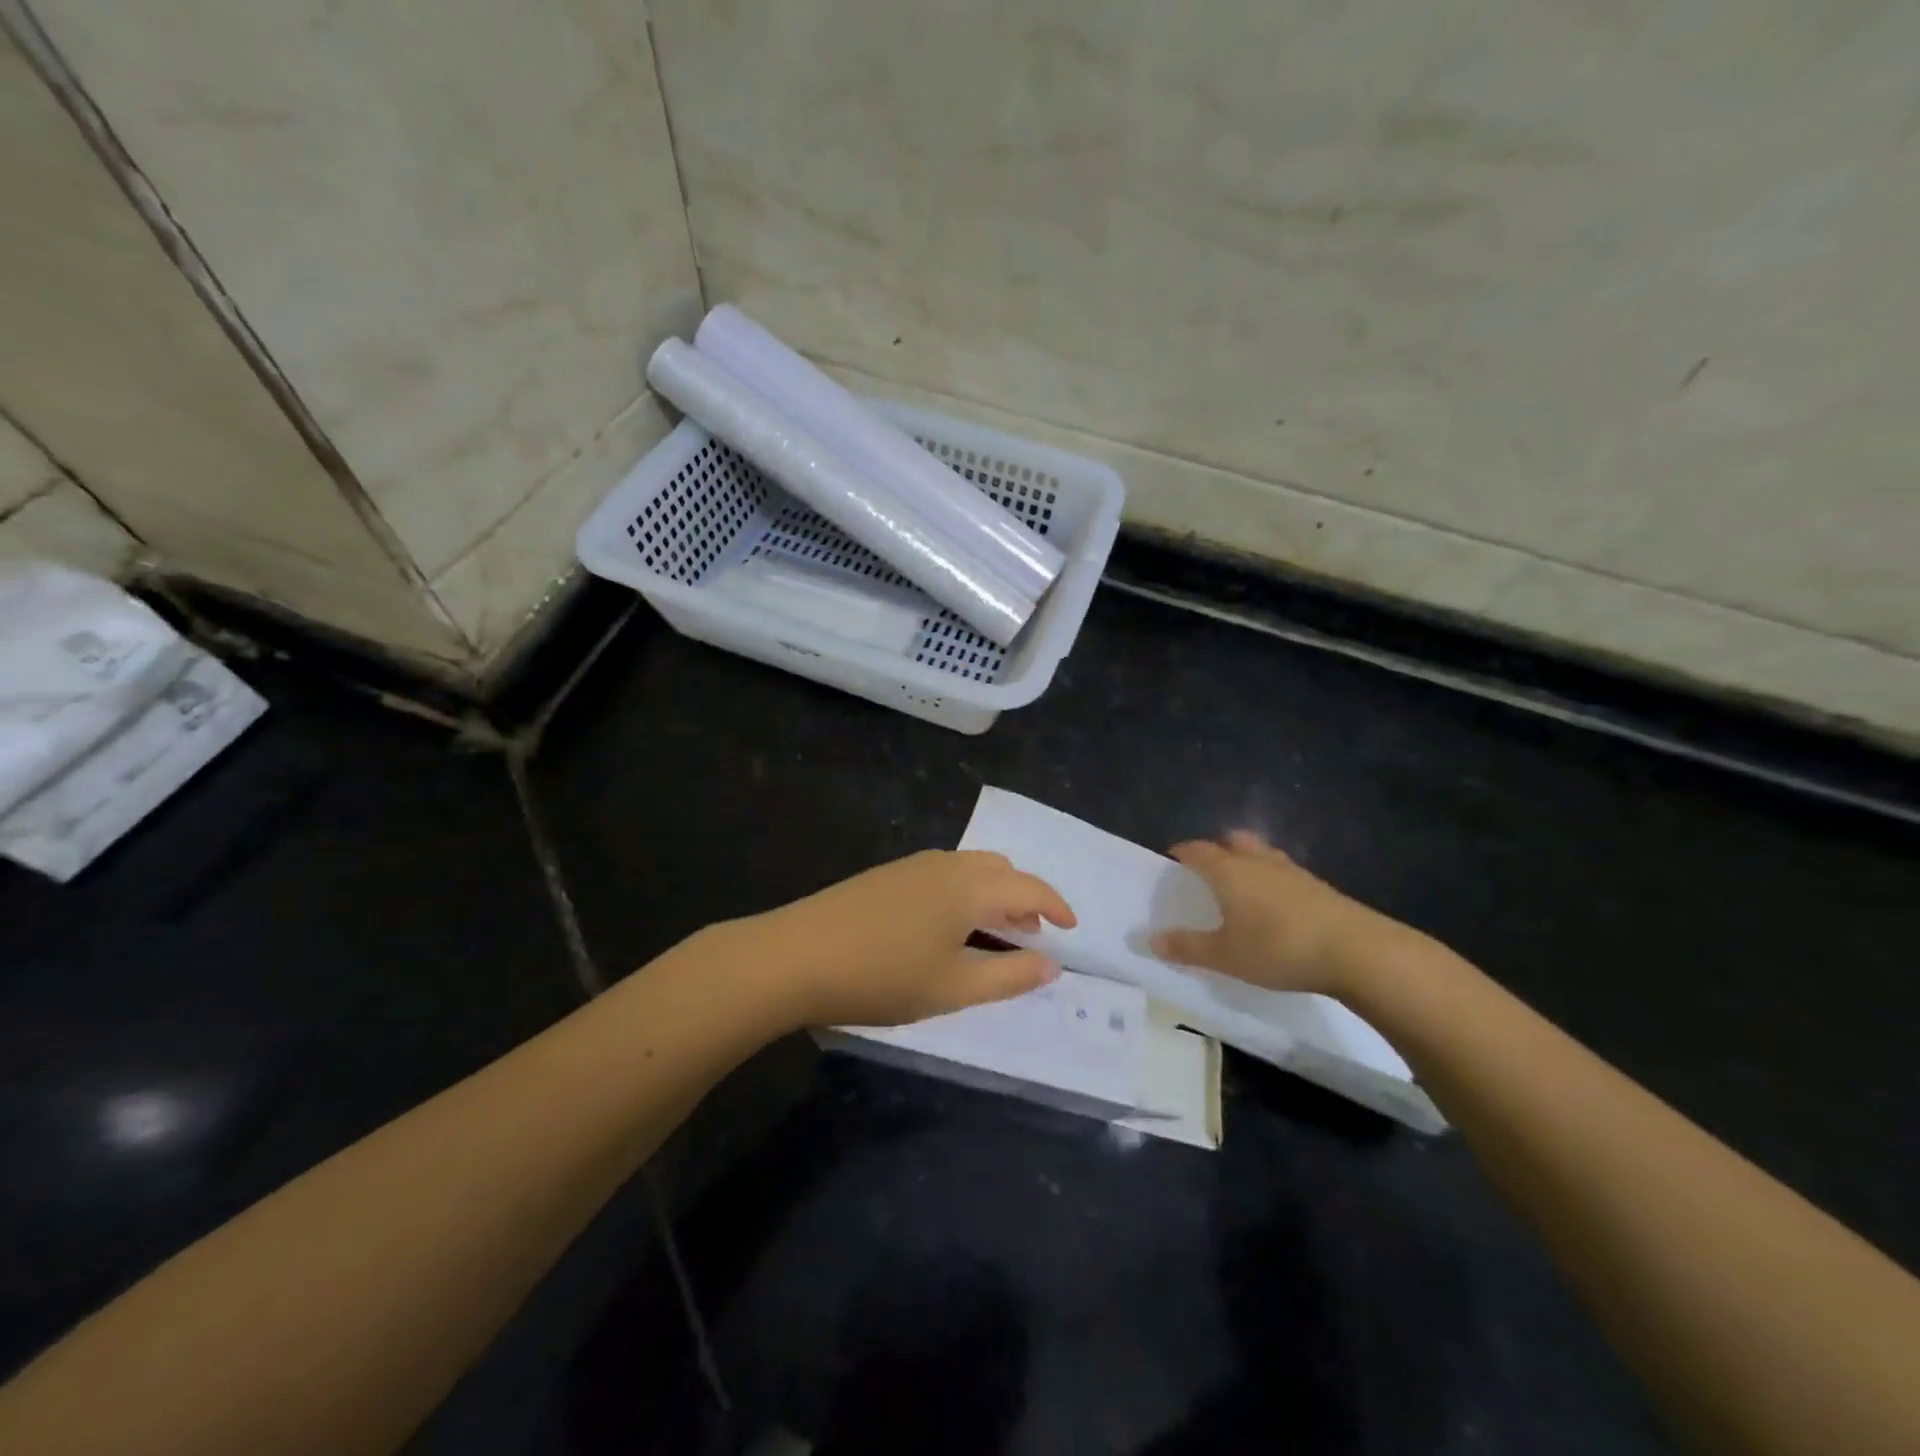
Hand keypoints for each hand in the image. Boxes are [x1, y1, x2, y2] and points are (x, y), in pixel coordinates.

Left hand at [744, 849, 1076, 1027]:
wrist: (794, 957)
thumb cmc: (883, 976)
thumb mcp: (954, 987)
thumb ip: (1009, 976)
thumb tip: (1052, 964)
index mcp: (969, 886)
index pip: (1028, 885)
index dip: (1056, 905)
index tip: (1072, 929)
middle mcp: (945, 864)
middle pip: (999, 869)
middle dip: (1023, 898)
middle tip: (1030, 935)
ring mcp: (911, 866)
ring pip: (969, 869)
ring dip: (992, 895)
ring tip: (992, 934)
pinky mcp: (885, 876)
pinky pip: (943, 875)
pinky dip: (963, 894)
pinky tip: (946, 928)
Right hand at [1150, 831, 1415, 998]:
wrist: (1356, 952)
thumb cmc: (1278, 948)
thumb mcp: (1226, 956)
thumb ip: (1188, 947)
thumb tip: (1152, 940)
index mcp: (1229, 871)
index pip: (1197, 850)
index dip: (1181, 853)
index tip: (1171, 862)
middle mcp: (1258, 861)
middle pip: (1233, 841)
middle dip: (1217, 850)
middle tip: (1207, 873)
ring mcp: (1292, 872)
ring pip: (1262, 854)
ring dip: (1248, 863)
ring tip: (1242, 889)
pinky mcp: (1318, 887)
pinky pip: (1285, 874)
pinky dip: (1273, 882)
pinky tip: (1275, 908)